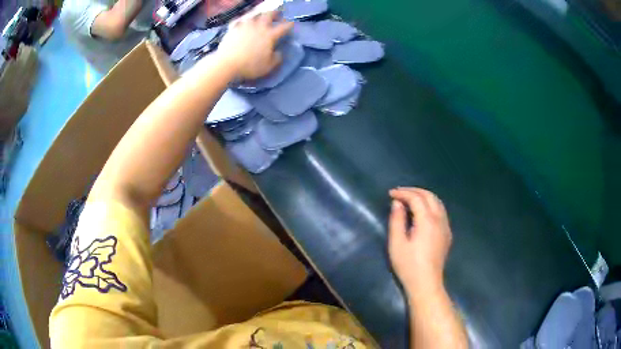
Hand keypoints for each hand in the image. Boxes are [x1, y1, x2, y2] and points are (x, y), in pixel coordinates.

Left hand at [217, 11, 292, 79]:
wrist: (227, 64)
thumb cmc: (249, 66)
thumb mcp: (268, 67)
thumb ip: (276, 59)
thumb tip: (279, 53)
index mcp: (270, 35)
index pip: (283, 27)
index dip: (289, 25)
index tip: (291, 23)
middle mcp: (259, 27)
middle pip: (269, 15)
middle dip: (275, 13)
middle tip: (277, 15)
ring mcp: (245, 26)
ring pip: (254, 15)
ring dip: (260, 15)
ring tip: (260, 18)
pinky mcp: (233, 28)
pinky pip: (240, 20)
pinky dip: (243, 20)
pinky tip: (243, 23)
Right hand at [388, 187, 452, 292]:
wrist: (426, 283)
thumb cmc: (408, 265)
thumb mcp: (397, 243)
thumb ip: (396, 220)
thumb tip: (397, 203)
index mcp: (427, 221)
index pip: (416, 198)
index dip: (403, 193)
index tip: (391, 194)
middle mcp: (439, 220)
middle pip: (430, 196)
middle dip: (414, 191)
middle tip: (400, 193)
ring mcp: (445, 227)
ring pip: (438, 203)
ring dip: (424, 196)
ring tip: (410, 199)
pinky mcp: (447, 234)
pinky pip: (441, 212)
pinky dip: (431, 205)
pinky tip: (423, 212)